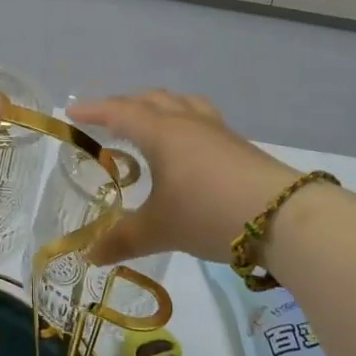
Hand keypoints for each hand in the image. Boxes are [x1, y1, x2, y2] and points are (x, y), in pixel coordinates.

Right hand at [68, 91, 296, 266]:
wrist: (283, 217)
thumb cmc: (208, 213)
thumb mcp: (160, 229)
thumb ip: (123, 239)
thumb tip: (89, 255)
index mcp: (161, 132)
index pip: (119, 111)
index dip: (93, 110)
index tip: (72, 112)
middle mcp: (187, 122)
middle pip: (151, 100)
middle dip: (125, 106)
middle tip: (108, 122)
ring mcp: (217, 131)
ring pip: (181, 104)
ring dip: (159, 108)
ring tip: (149, 125)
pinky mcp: (239, 145)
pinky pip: (201, 119)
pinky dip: (183, 123)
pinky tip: (188, 149)